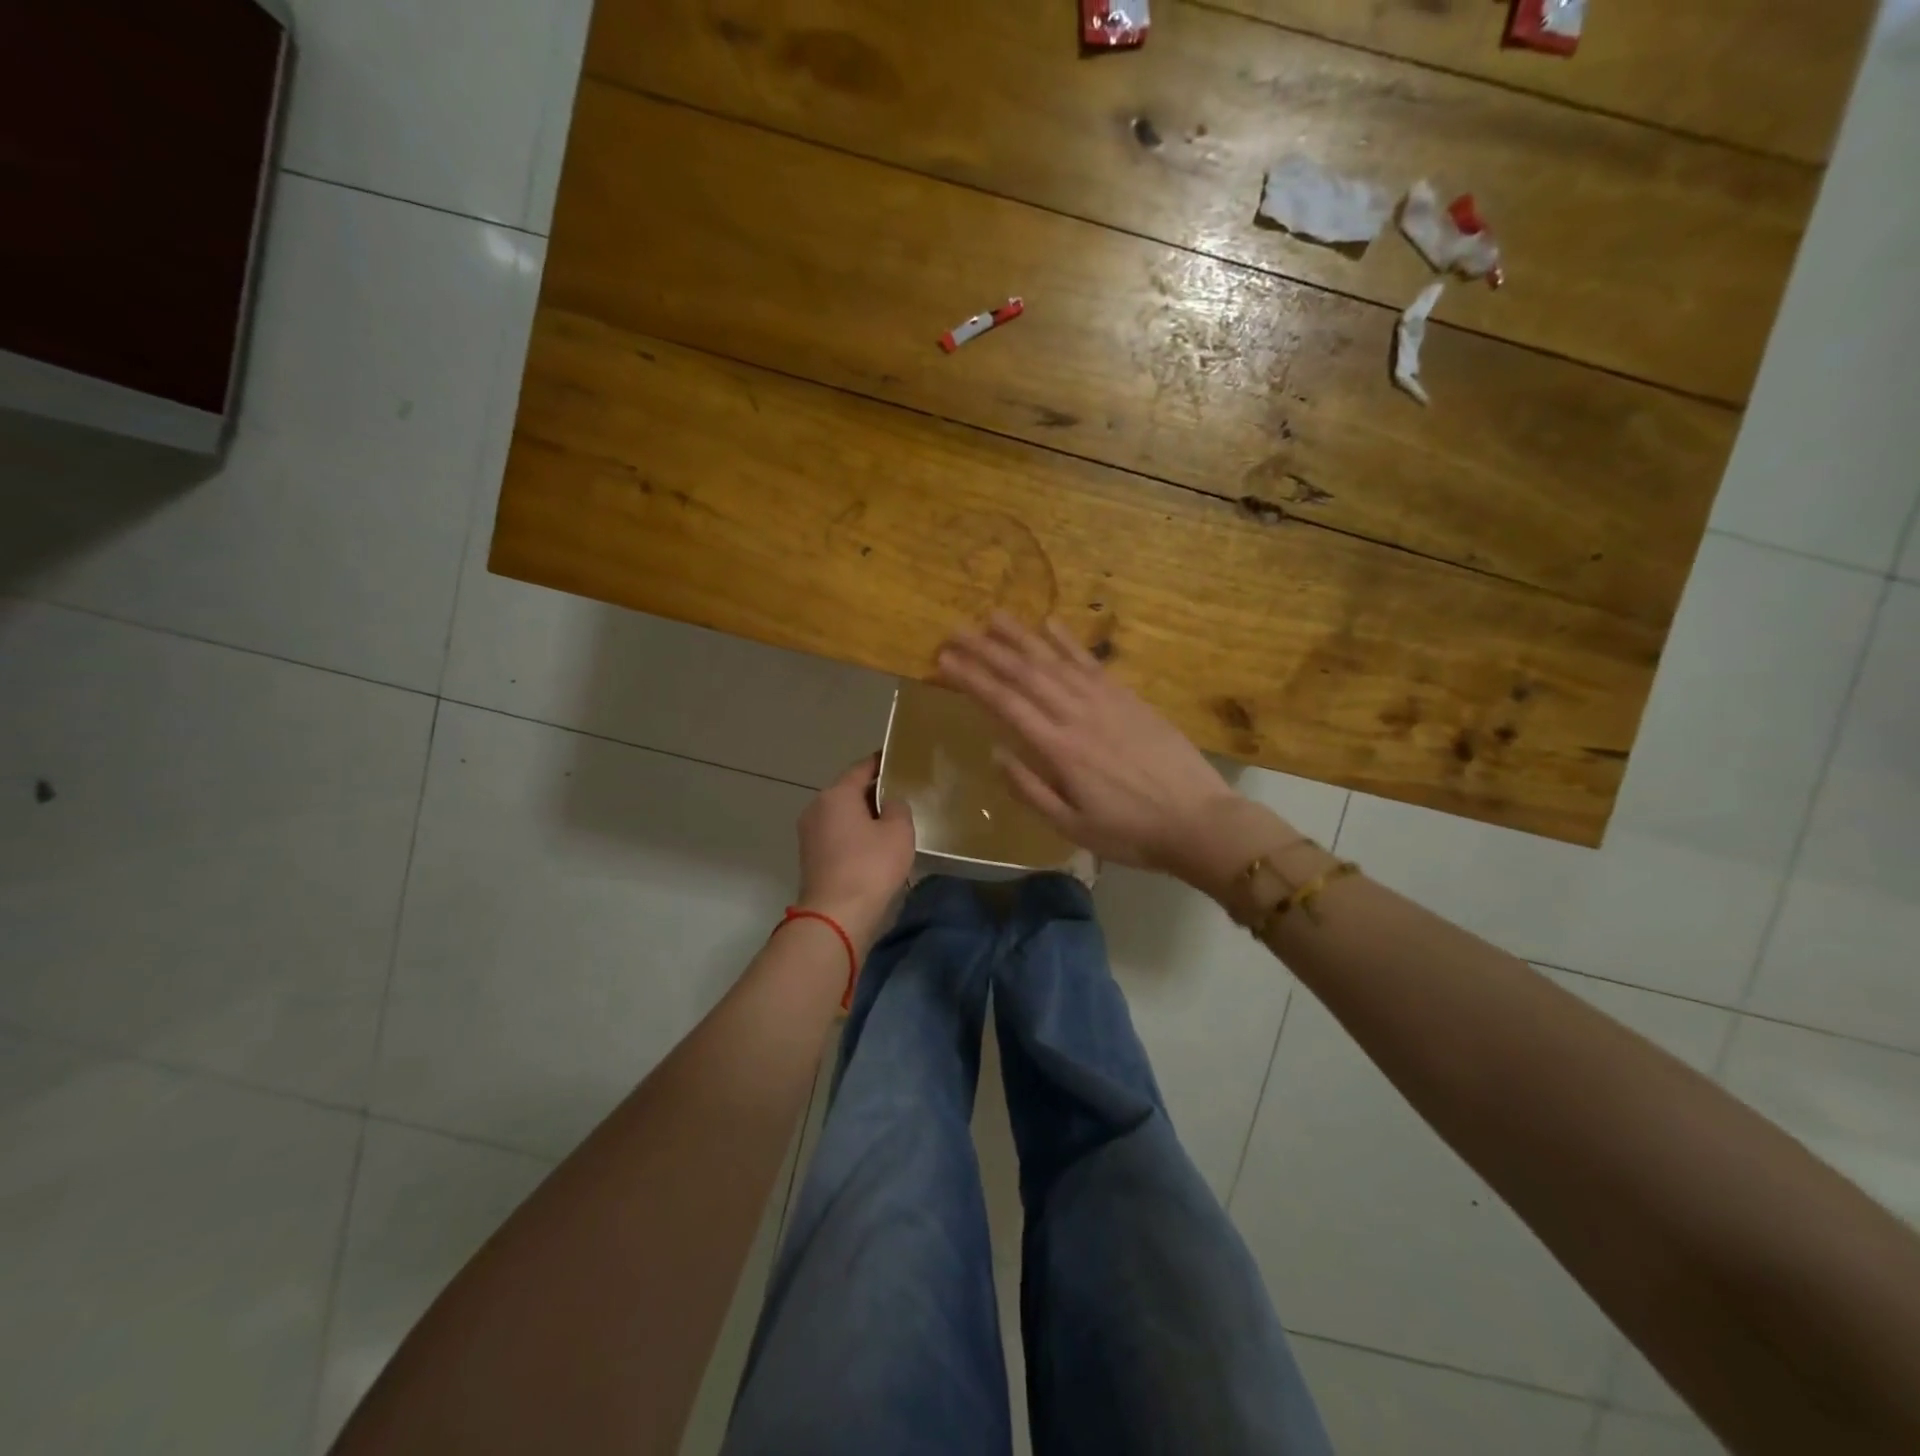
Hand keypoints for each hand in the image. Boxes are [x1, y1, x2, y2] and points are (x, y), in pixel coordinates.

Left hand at [796, 754, 914, 951]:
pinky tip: (876, 848)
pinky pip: (838, 836)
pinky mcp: (811, 858)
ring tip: (893, 823)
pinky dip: (855, 836)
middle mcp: (817, 808)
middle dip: (874, 793)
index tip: (899, 760)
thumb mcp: (899, 832)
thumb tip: (890, 804)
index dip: (881, 763)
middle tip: (903, 794)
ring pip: (843, 816)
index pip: (862, 768)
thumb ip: (898, 808)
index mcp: (836, 794)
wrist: (836, 917)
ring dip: (864, 817)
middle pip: (849, 792)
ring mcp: (810, 835)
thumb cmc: (870, 867)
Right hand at [936, 614, 1242, 878]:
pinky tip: (1050, 624)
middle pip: (1024, 674)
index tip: (944, 660)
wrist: (1198, 820)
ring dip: (1022, 637)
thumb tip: (996, 753)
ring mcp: (1106, 701)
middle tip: (956, 630)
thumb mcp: (1072, 827)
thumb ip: (1031, 791)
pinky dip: (1068, 642)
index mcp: (1059, 750)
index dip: (972, 680)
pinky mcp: (1129, 697)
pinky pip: (1091, 663)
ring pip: (1055, 660)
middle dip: (987, 650)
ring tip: (994, 617)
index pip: (1005, 704)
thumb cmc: (1130, 832)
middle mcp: (1077, 715)